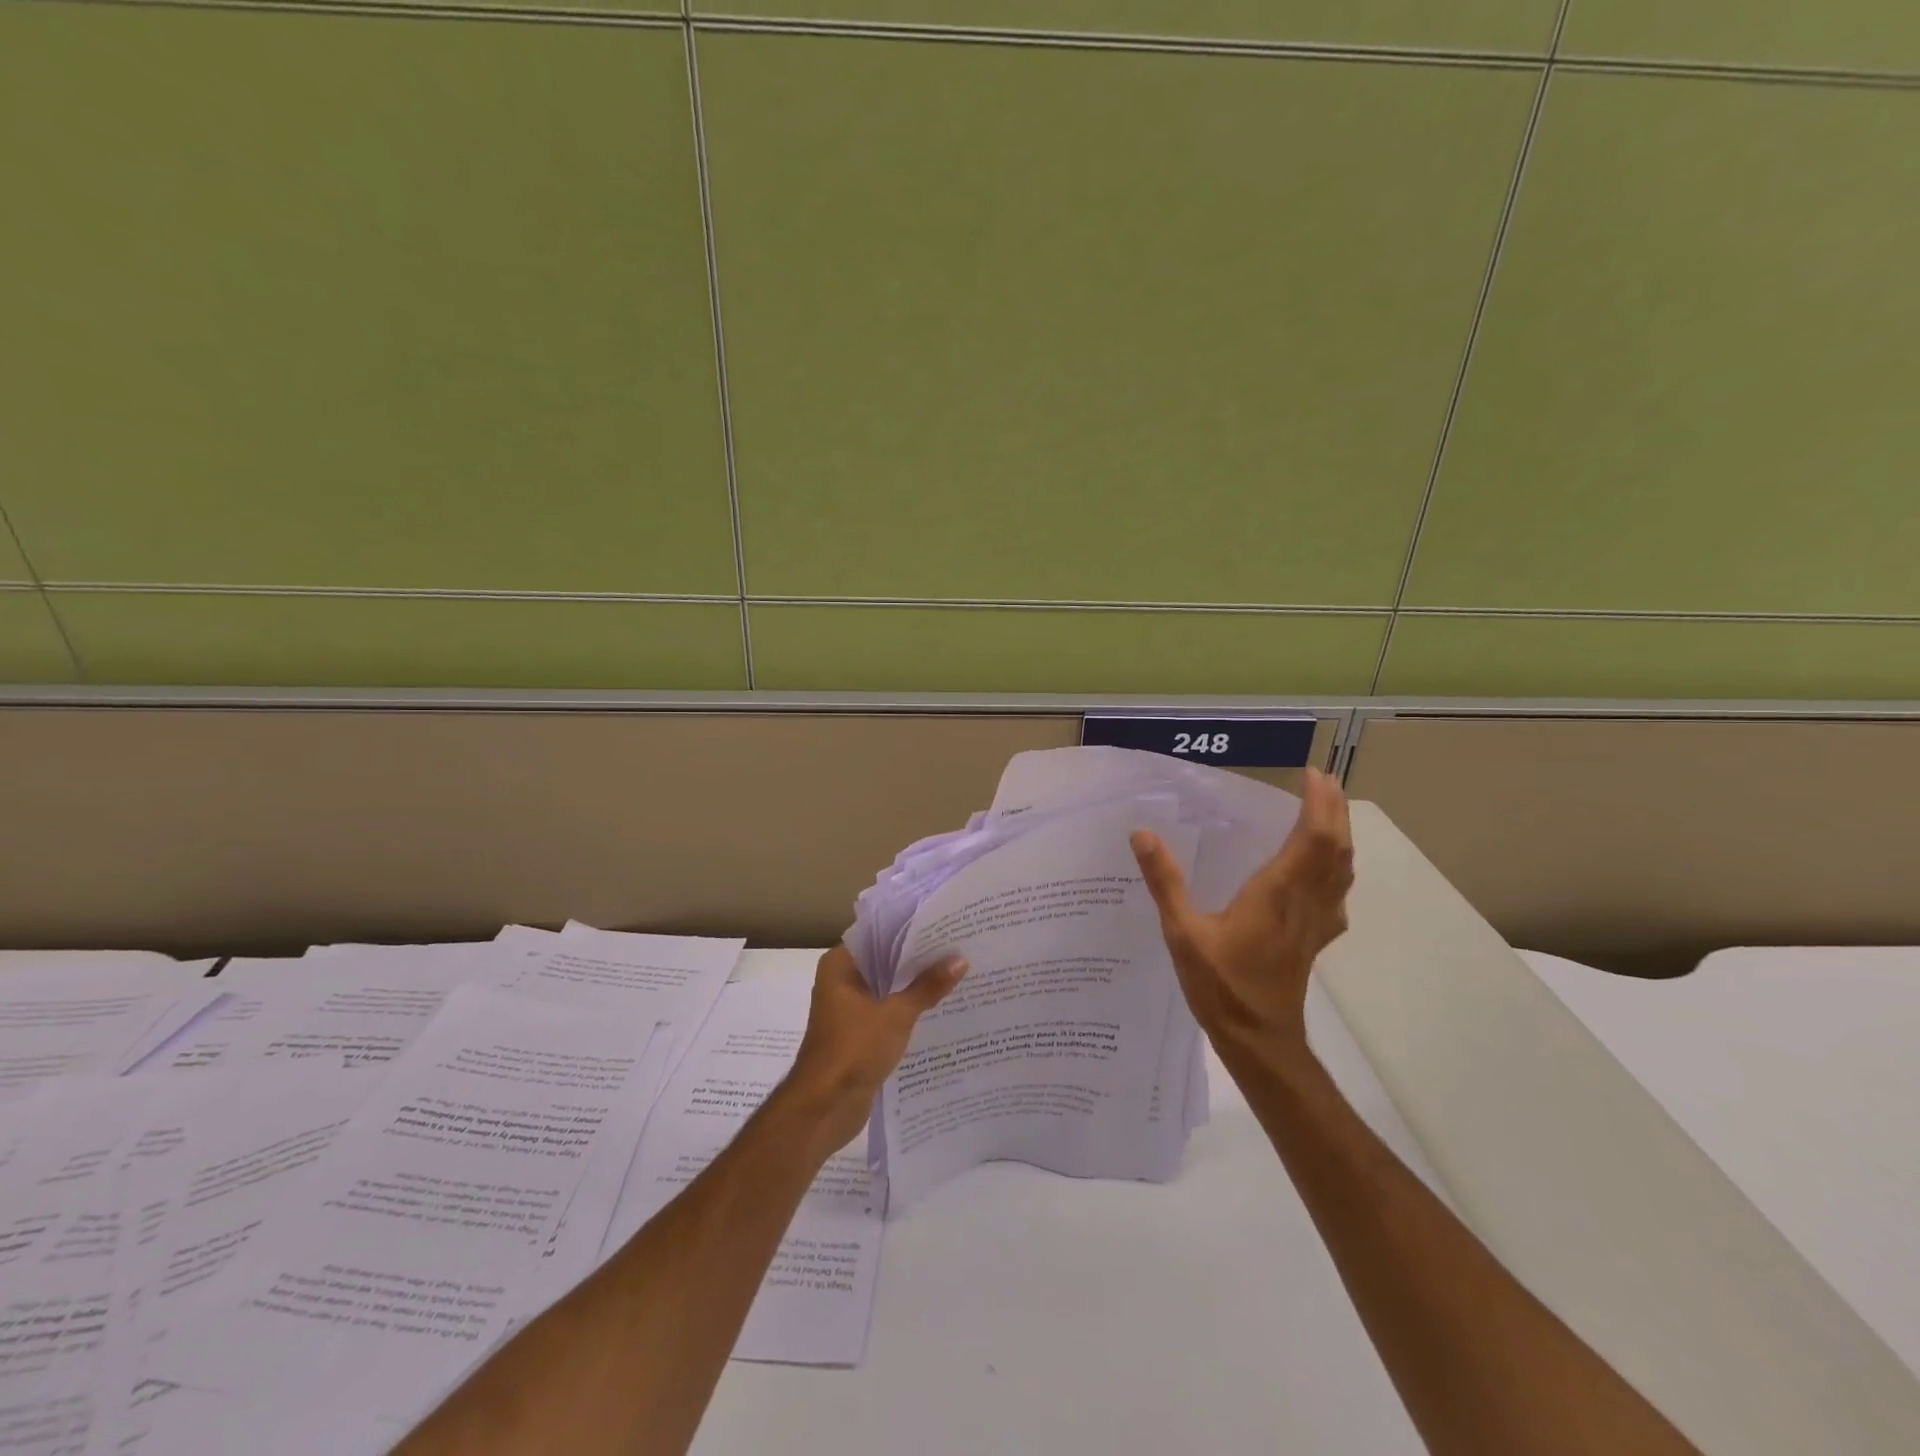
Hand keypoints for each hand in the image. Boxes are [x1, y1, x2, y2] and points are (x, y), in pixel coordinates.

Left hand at [784, 944, 967, 1152]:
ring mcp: (848, 1009)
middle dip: (917, 959)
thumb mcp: (896, 1014)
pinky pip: (887, 1012)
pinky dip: (908, 1009)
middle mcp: (841, 981)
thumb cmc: (854, 1048)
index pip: (879, 935)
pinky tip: (939, 1007)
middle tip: (957, 947)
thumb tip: (960, 959)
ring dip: (914, 986)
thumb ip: (928, 986)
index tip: (942, 924)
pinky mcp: (858, 1034)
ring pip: (887, 988)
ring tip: (956, 973)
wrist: (825, 1108)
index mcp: (840, 965)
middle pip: (885, 962)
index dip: (909, 930)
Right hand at [1130, 767, 1354, 1054]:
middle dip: (1334, 809)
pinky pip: (1336, 892)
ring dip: (1340, 835)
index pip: (1313, 837)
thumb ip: (1165, 882)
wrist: (1259, 1040)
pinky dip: (1337, 868)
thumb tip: (1143, 834)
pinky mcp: (1316, 938)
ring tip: (1327, 811)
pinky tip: (1324, 872)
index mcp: (1278, 892)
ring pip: (1342, 869)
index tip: (1311, 774)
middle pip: (1336, 847)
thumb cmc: (1222, 986)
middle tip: (1322, 780)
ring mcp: (1316, 921)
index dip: (1319, 804)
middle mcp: (1305, 901)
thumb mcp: (1183, 933)